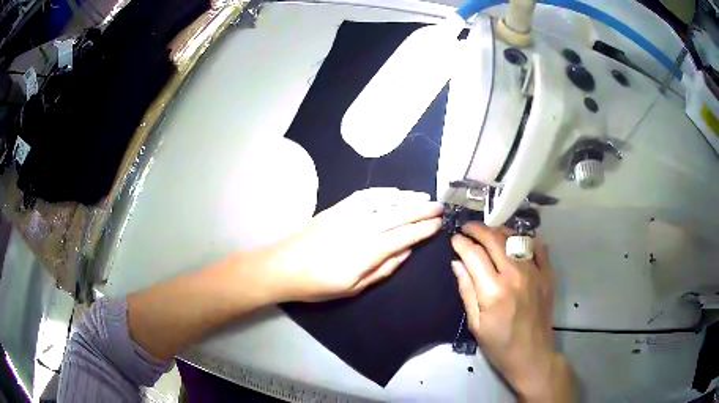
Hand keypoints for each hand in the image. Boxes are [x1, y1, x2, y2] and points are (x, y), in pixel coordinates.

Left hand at [249, 188, 441, 302]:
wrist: (283, 266)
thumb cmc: (319, 284)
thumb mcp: (354, 287)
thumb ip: (384, 268)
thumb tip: (407, 251)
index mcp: (368, 251)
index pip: (404, 236)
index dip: (424, 229)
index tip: (439, 223)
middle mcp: (362, 227)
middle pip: (399, 214)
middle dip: (422, 210)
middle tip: (440, 205)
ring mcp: (349, 214)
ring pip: (384, 201)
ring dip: (406, 197)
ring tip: (423, 197)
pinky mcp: (337, 207)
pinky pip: (365, 195)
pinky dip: (383, 191)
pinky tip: (394, 191)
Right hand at [451, 223, 573, 401]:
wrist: (532, 355)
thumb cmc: (499, 345)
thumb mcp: (476, 324)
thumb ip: (467, 290)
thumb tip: (457, 263)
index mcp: (493, 290)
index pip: (473, 254)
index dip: (461, 243)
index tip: (454, 239)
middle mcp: (515, 275)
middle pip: (494, 239)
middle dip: (477, 229)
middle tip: (467, 228)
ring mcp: (535, 272)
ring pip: (515, 238)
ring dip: (499, 231)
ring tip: (488, 232)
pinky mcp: (547, 274)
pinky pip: (538, 247)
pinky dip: (525, 240)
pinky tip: (516, 242)